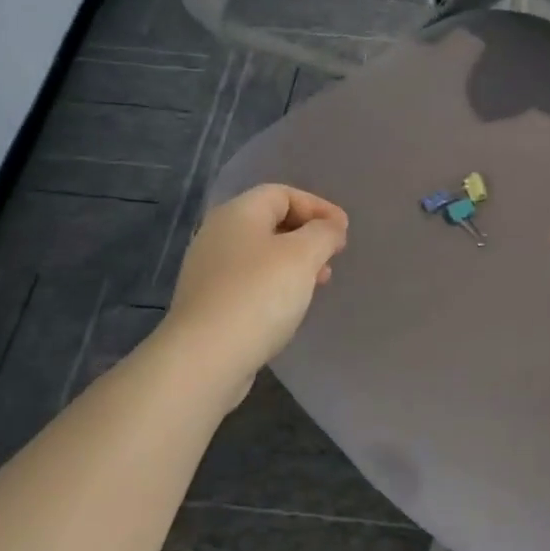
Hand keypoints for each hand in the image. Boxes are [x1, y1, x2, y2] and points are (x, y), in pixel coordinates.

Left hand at [165, 184, 348, 399]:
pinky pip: (250, 281)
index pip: (282, 193)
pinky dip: (276, 284)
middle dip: (307, 235)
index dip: (318, 206)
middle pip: (270, 222)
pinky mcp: (209, 303)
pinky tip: (291, 306)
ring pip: (261, 254)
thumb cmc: (259, 294)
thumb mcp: (303, 255)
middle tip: (333, 256)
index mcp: (238, 213)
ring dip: (294, 262)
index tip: (344, 230)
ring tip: (318, 282)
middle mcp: (218, 234)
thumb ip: (323, 233)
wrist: (205, 357)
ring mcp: (209, 270)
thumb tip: (330, 228)